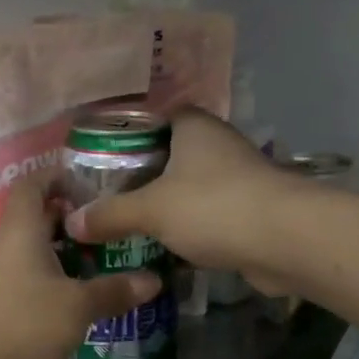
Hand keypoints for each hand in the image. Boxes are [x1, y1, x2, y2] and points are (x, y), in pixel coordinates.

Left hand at [0, 178, 159, 358]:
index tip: (87, 185)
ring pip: (26, 246)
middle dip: (66, 218)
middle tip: (103, 229)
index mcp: (19, 231)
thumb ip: (115, 290)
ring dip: (57, 249)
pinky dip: (44, 272)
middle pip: (32, 216)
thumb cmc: (27, 325)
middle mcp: (1, 244)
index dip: (56, 176)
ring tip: (92, 262)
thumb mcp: (79, 306)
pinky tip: (67, 294)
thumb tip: (153, 280)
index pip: (31, 185)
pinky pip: (20, 271)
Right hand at [64, 109, 295, 286]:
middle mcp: (215, 145)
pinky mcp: (247, 210)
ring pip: (187, 186)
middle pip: (167, 153)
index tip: (94, 154)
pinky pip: (204, 214)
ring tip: (121, 220)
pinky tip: (158, 243)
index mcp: (193, 126)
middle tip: (100, 193)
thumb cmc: (214, 207)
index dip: (123, 131)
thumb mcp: (151, 209)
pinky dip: (184, 226)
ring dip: (162, 203)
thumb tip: (72, 224)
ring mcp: (235, 178)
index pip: (152, 115)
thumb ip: (110, 215)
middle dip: (138, 173)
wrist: (286, 241)